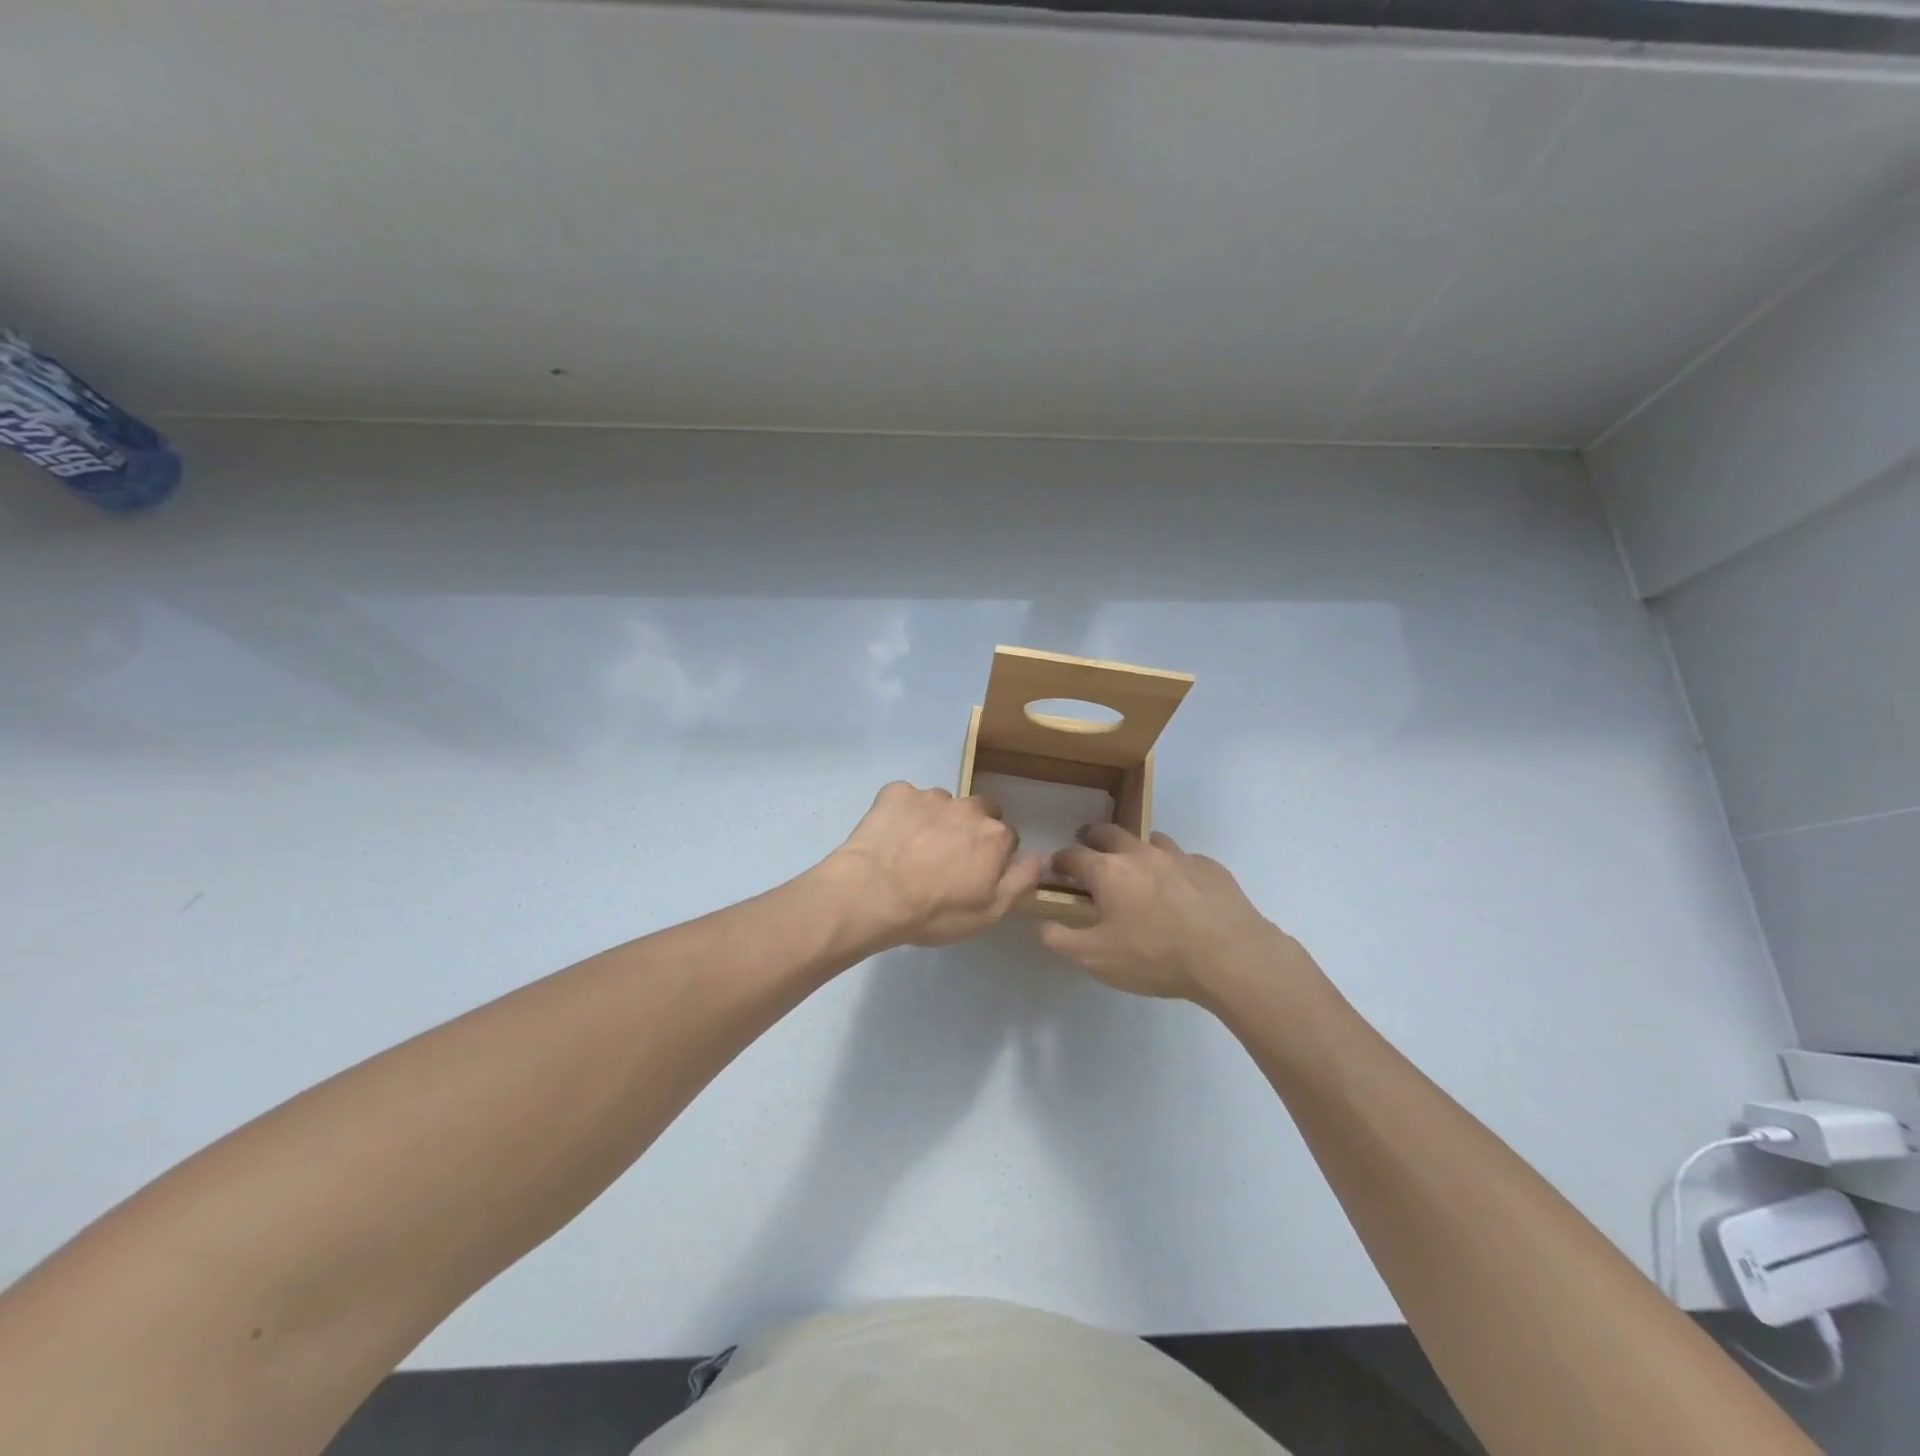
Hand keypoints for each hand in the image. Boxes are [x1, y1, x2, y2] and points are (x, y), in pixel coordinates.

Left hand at [828, 782, 1044, 947]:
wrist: (872, 894)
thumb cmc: (935, 911)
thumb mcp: (989, 912)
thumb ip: (1021, 881)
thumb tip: (1043, 857)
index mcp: (995, 835)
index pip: (1006, 837)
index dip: (992, 856)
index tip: (974, 874)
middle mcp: (968, 807)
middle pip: (979, 811)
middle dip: (968, 829)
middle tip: (946, 858)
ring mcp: (930, 796)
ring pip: (942, 804)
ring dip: (935, 820)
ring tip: (912, 849)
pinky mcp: (896, 792)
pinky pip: (906, 798)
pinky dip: (902, 813)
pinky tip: (889, 837)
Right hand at [1040, 824, 1295, 1003]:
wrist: (1230, 957)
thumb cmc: (1154, 956)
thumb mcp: (1094, 958)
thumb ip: (1059, 939)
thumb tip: (1040, 923)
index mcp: (1108, 871)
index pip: (1072, 854)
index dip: (1059, 861)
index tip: (1056, 870)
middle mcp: (1140, 853)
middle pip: (1109, 832)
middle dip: (1092, 837)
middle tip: (1089, 849)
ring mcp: (1179, 856)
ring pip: (1150, 840)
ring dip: (1136, 849)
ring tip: (1137, 869)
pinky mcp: (1210, 868)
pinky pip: (1184, 859)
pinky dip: (1173, 868)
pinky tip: (1180, 891)